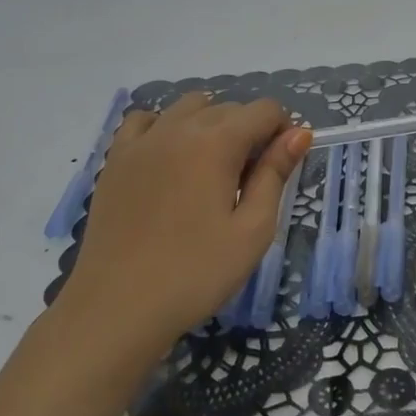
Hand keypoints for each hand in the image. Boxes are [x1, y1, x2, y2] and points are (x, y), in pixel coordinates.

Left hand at [53, 93, 311, 353]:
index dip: (282, 131)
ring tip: (211, 168)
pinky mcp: (116, 159)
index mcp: (217, 142)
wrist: (116, 308)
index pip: (264, 110)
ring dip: (210, 123)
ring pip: (189, 107)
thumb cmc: (195, 273)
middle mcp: (179, 127)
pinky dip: (164, 126)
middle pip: (228, 107)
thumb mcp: (252, 230)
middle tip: (249, 181)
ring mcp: (143, 140)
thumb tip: (299, 133)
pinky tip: (169, 157)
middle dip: (249, 131)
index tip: (281, 167)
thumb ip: (275, 174)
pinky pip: (145, 120)